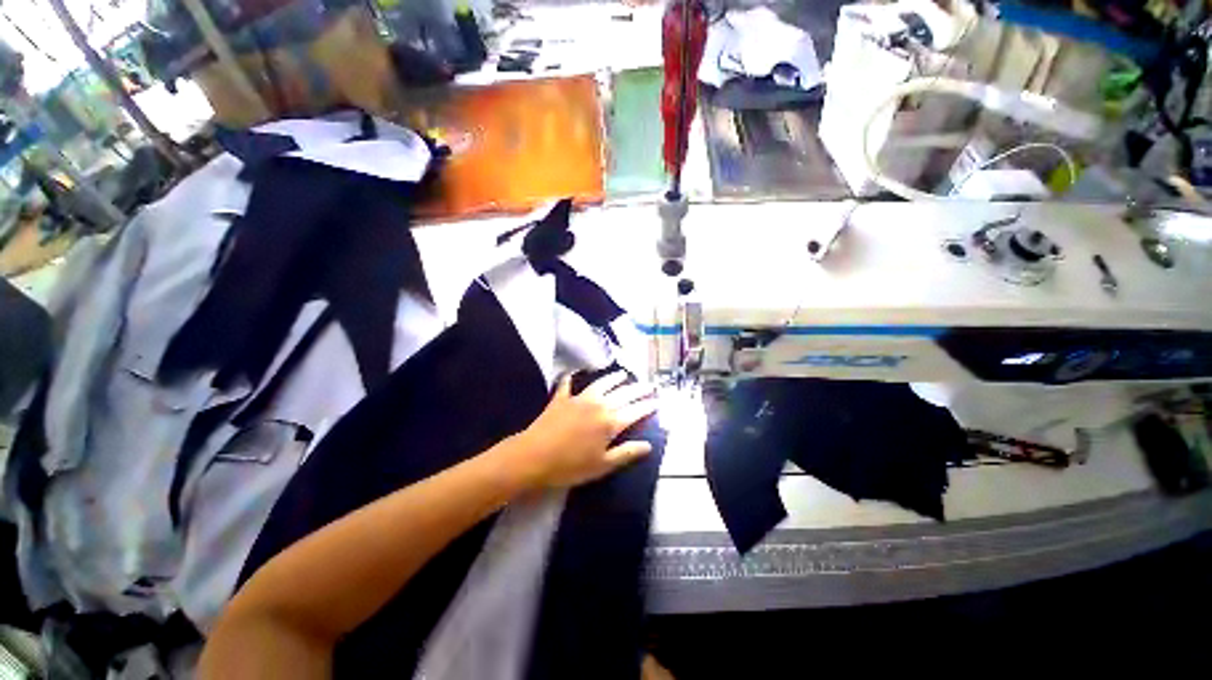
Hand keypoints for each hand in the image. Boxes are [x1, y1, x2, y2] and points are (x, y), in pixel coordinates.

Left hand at [510, 371, 657, 488]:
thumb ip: (626, 453)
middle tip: (649, 385)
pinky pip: (568, 384)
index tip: (658, 401)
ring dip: (613, 378)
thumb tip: (648, 445)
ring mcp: (579, 398)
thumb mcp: (602, 465)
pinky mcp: (561, 398)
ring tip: (623, 374)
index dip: (648, 406)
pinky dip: (572, 377)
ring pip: (601, 384)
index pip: (635, 411)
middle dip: (638, 389)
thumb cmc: (570, 466)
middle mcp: (598, 405)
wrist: (534, 457)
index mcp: (610, 423)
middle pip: (623, 394)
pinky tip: (574, 372)